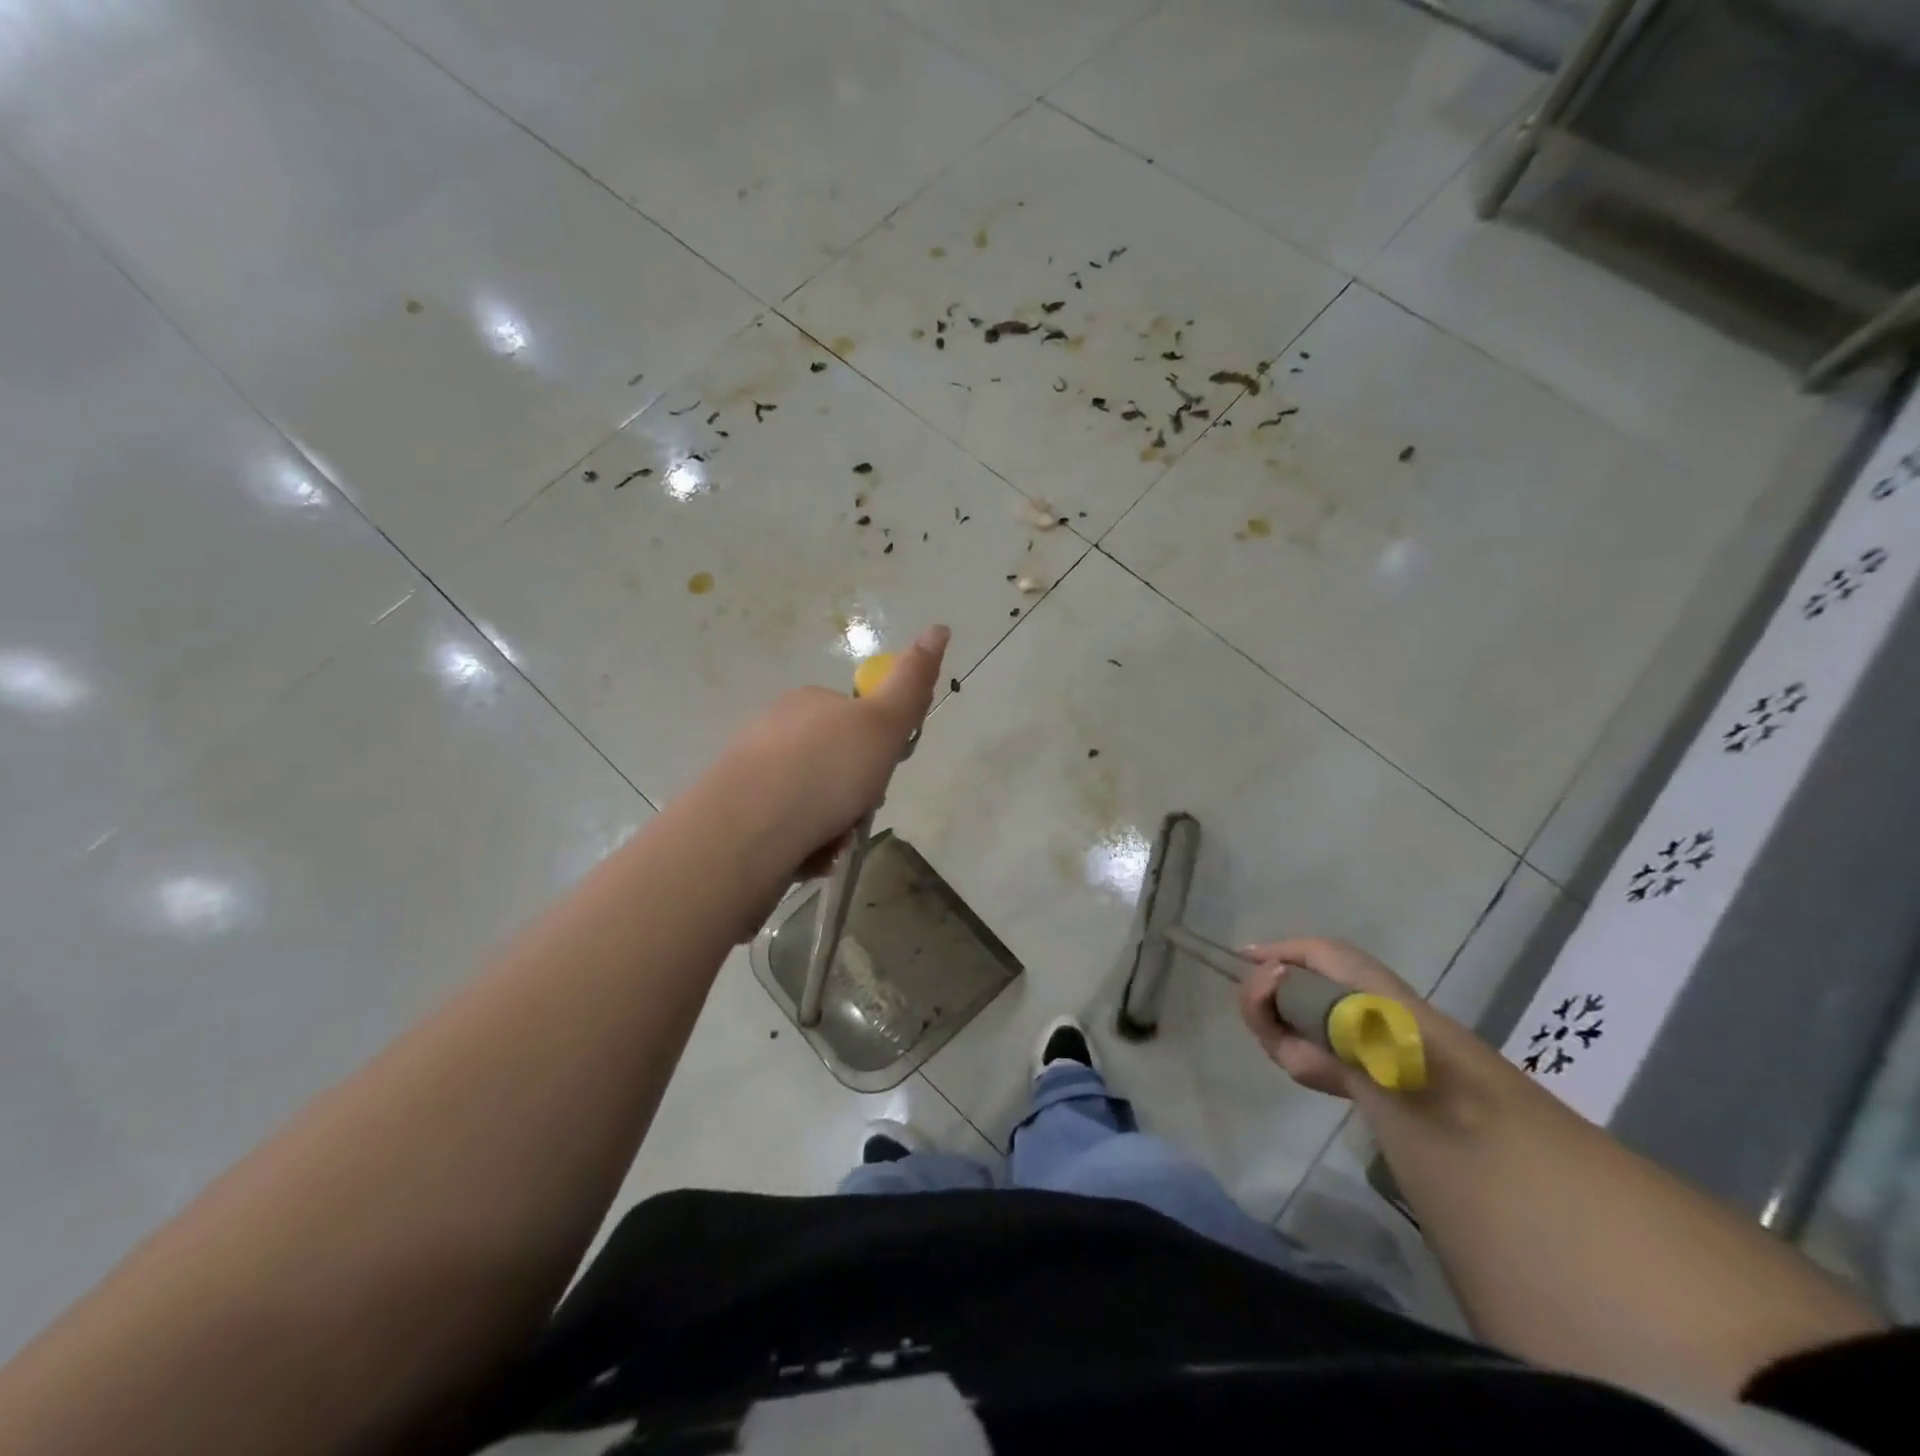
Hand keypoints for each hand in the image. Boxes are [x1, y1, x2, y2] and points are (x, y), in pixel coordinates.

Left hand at [707, 624, 948, 891]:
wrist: (748, 829)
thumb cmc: (825, 771)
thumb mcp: (882, 724)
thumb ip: (912, 682)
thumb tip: (939, 627)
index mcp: (808, 702)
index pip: (856, 720)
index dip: (876, 749)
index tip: (879, 773)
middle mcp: (775, 729)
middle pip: (834, 763)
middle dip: (852, 792)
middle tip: (856, 811)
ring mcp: (751, 771)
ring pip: (811, 799)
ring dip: (831, 823)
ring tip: (830, 841)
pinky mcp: (735, 813)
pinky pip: (786, 827)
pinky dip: (804, 843)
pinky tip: (805, 856)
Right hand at [1238, 937, 1423, 1097]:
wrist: (1384, 1036)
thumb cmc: (1363, 986)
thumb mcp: (1325, 950)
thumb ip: (1283, 949)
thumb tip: (1244, 954)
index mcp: (1314, 985)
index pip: (1271, 971)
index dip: (1258, 962)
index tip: (1245, 956)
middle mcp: (1298, 1008)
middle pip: (1255, 986)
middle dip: (1255, 973)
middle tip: (1269, 969)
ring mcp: (1288, 1032)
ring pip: (1251, 1003)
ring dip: (1256, 984)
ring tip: (1275, 975)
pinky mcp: (1281, 1054)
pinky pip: (1257, 1022)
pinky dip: (1257, 1001)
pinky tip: (1273, 985)